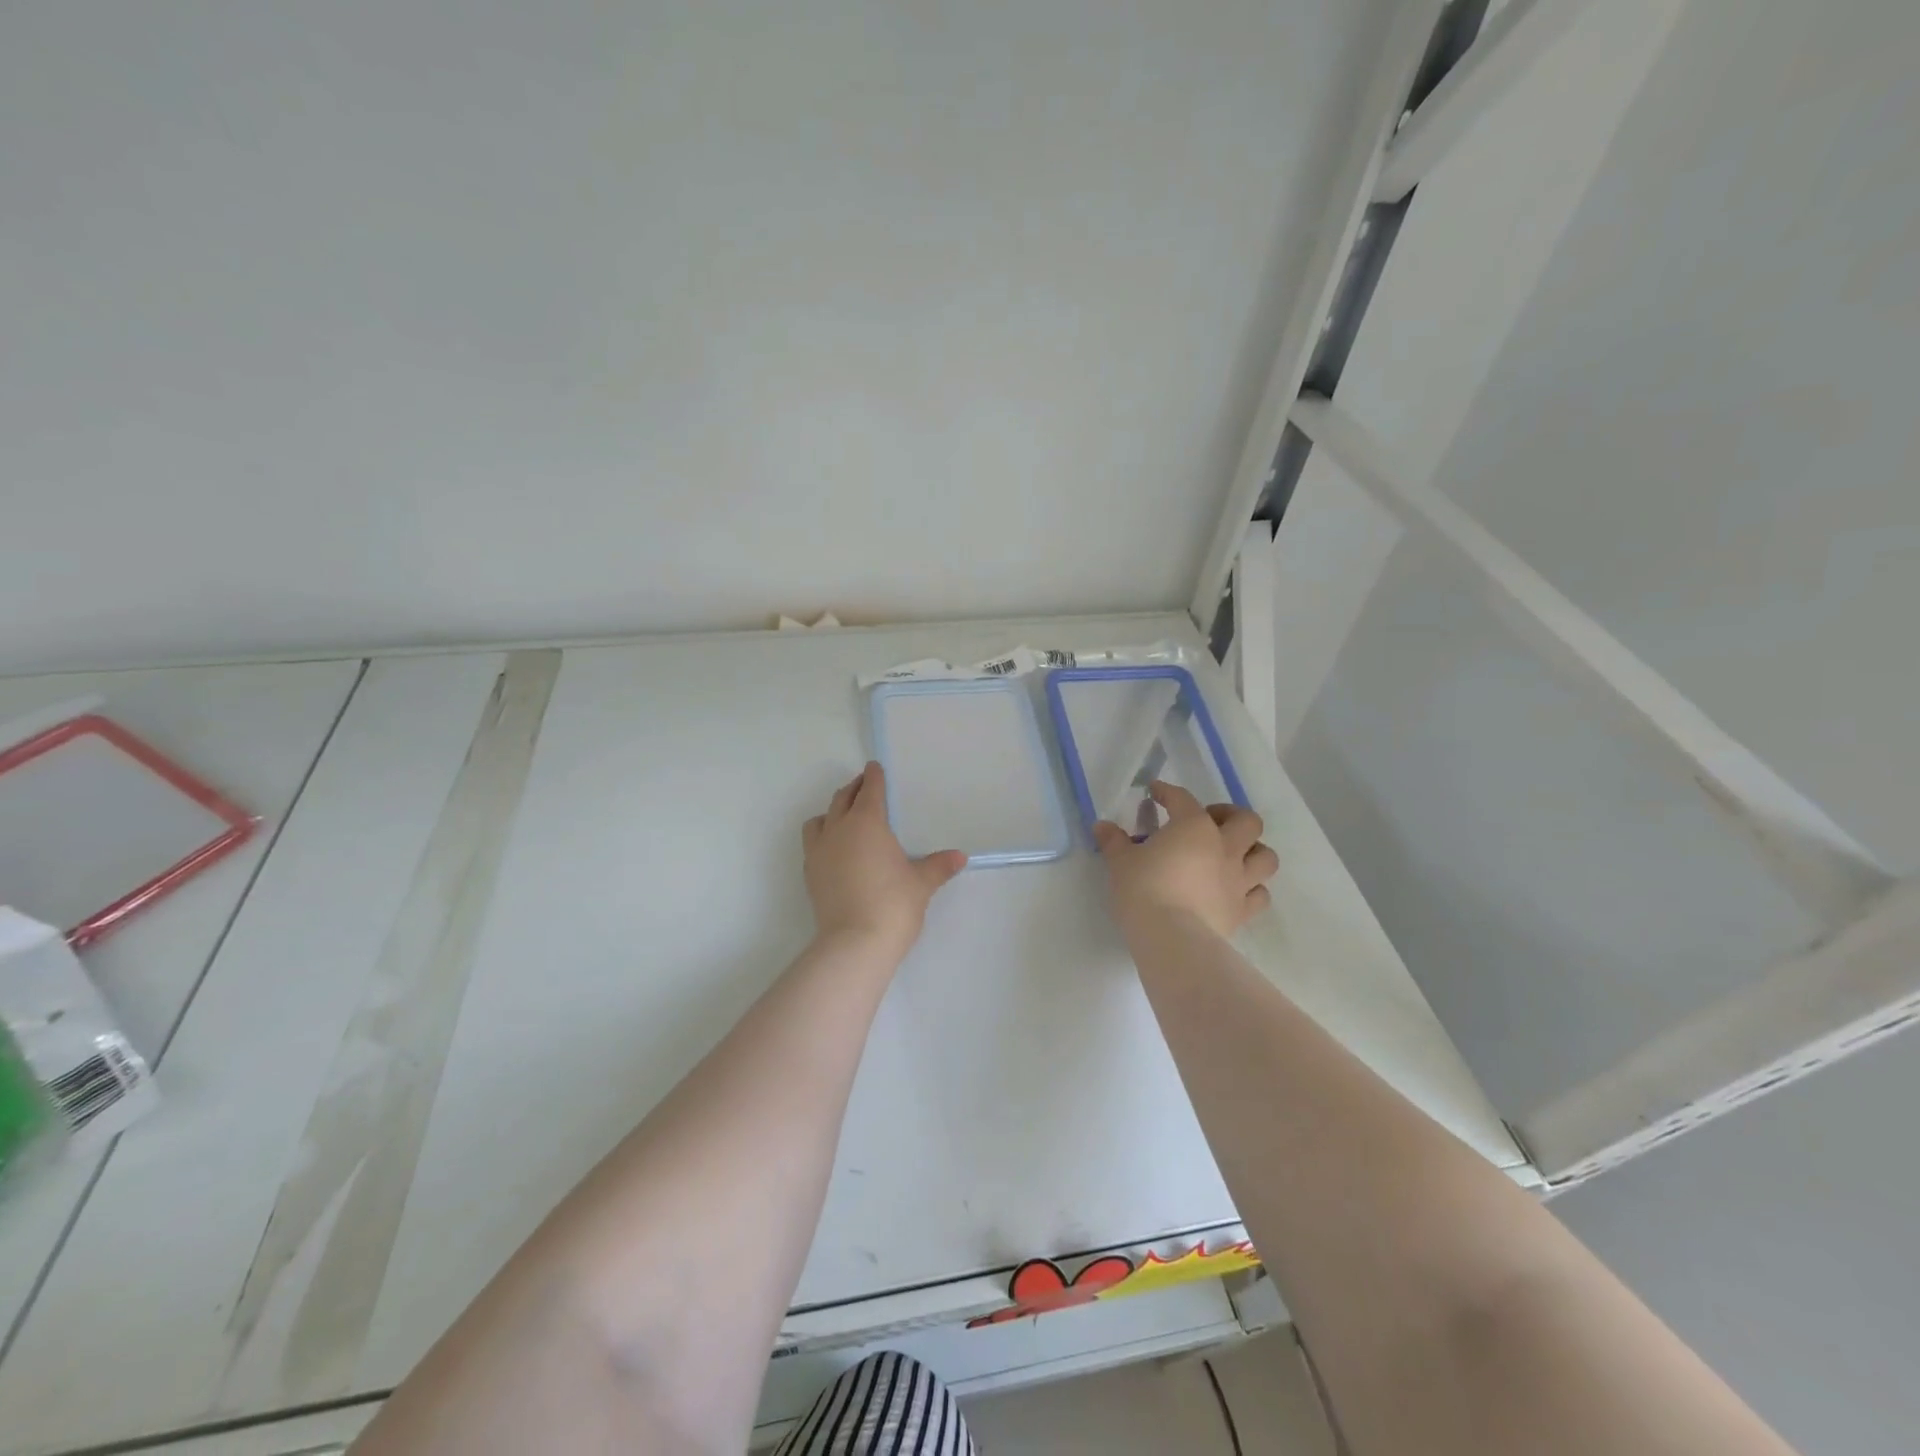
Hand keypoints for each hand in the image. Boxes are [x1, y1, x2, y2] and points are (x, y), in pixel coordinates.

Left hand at [802, 762, 966, 957]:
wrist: (855, 943)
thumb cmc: (893, 904)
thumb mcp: (921, 883)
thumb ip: (938, 866)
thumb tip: (960, 857)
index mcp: (867, 823)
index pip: (870, 790)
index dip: (874, 777)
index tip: (874, 768)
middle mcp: (839, 830)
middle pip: (843, 799)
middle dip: (854, 789)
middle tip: (864, 786)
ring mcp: (819, 852)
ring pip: (820, 819)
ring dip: (832, 812)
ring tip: (844, 818)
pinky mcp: (810, 874)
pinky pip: (813, 844)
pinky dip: (823, 837)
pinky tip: (835, 850)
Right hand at [1093, 781, 1277, 939]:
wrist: (1171, 938)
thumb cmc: (1143, 890)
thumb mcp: (1120, 862)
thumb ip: (1113, 841)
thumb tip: (1102, 826)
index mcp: (1193, 827)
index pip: (1182, 799)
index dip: (1167, 793)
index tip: (1156, 792)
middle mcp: (1225, 848)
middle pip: (1247, 821)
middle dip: (1230, 816)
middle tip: (1209, 822)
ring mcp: (1239, 880)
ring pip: (1266, 856)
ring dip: (1253, 851)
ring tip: (1232, 855)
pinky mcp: (1243, 911)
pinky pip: (1260, 895)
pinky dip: (1252, 889)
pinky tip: (1235, 890)